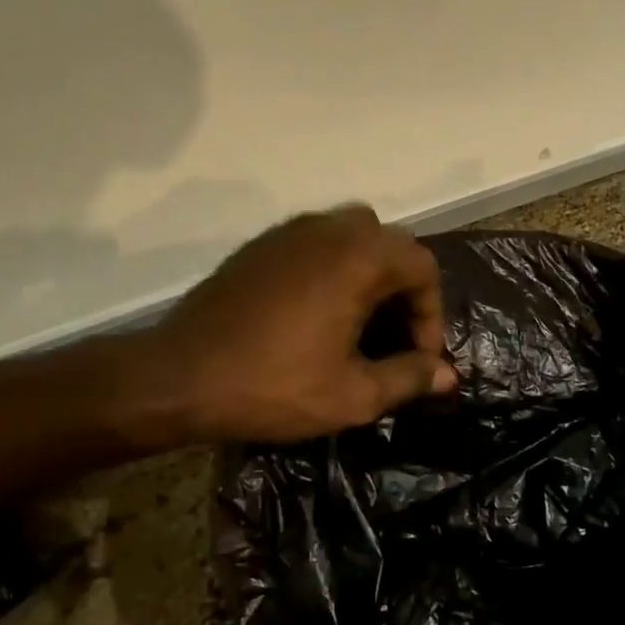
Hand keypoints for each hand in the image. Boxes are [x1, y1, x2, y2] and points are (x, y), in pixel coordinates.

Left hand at [149, 204, 456, 442]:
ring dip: (370, 276)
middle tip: (395, 339)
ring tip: (361, 326)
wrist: (178, 378)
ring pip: (353, 237)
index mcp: (358, 257)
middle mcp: (328, 229)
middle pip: (390, 245)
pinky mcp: (260, 246)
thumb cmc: (273, 386)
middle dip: (404, 291)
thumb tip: (447, 374)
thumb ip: (408, 378)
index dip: (431, 315)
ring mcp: (289, 232)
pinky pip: (317, 244)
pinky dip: (335, 270)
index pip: (423, 266)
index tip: (418, 359)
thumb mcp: (352, 395)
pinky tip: (319, 316)